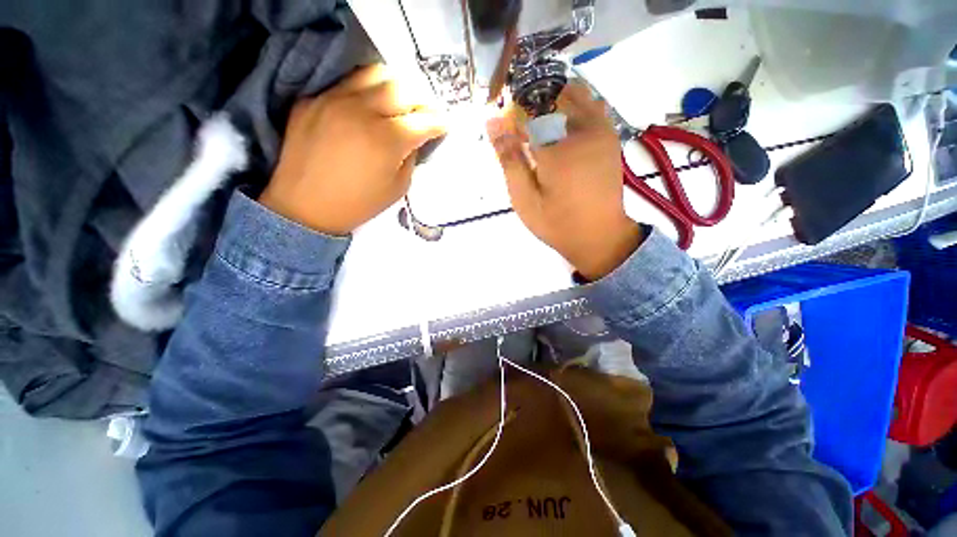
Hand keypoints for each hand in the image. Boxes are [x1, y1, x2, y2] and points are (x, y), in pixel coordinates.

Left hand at [260, 65, 445, 234]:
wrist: (305, 207)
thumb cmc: (358, 204)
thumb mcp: (398, 188)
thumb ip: (411, 158)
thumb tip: (416, 138)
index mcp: (388, 140)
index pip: (424, 120)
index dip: (440, 123)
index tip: (443, 126)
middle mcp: (363, 112)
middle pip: (403, 88)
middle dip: (422, 101)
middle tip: (424, 114)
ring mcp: (334, 100)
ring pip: (375, 73)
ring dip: (395, 86)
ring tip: (399, 102)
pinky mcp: (313, 100)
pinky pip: (346, 82)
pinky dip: (366, 90)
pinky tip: (369, 106)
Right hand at [486, 82, 642, 279]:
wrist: (599, 236)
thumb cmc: (557, 222)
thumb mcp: (524, 199)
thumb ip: (509, 159)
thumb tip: (492, 122)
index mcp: (556, 149)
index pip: (526, 112)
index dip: (512, 118)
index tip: (507, 133)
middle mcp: (582, 131)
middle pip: (553, 95)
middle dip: (533, 105)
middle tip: (526, 135)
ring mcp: (601, 131)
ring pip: (576, 95)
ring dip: (555, 104)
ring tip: (544, 133)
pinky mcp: (610, 138)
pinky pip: (593, 106)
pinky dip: (575, 109)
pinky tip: (565, 133)